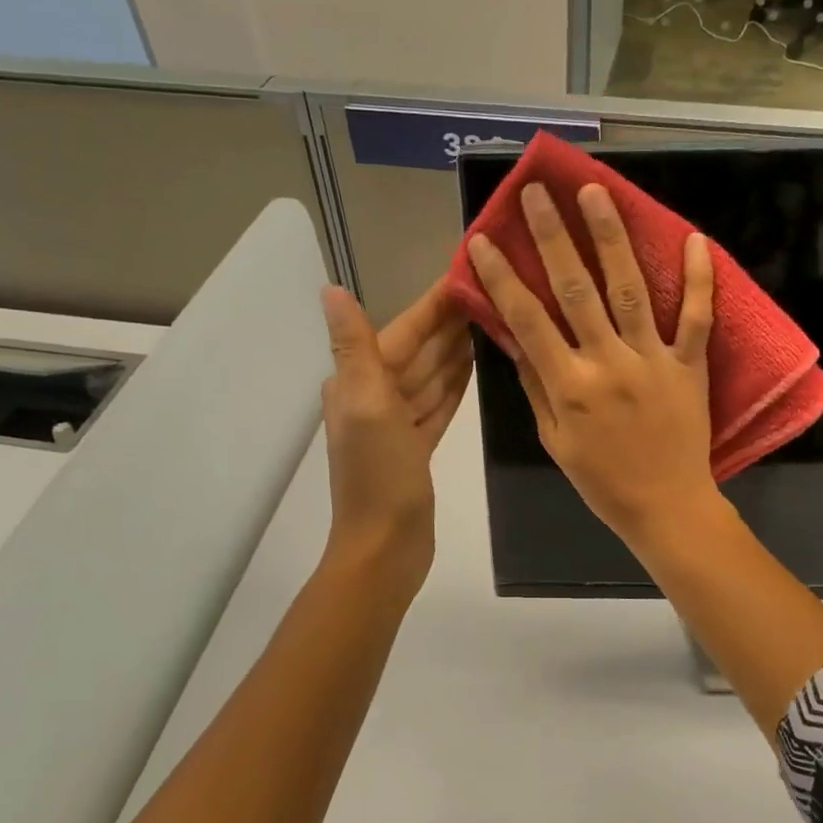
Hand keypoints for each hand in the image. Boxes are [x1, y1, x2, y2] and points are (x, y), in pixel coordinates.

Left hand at [320, 279, 471, 589]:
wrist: (386, 547)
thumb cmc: (379, 474)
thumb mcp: (366, 404)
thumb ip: (355, 347)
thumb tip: (331, 289)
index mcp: (359, 382)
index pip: (402, 331)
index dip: (432, 304)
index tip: (465, 275)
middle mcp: (374, 396)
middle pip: (417, 350)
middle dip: (448, 323)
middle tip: (491, 294)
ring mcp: (395, 423)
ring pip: (429, 374)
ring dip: (454, 349)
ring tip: (489, 322)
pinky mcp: (416, 446)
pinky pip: (436, 403)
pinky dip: (453, 384)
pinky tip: (473, 366)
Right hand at [467, 181, 718, 546]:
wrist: (665, 506)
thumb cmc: (602, 479)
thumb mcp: (554, 440)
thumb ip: (535, 386)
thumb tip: (514, 337)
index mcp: (568, 386)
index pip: (527, 320)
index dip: (503, 277)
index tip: (485, 239)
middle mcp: (607, 363)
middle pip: (576, 290)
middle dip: (553, 237)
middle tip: (538, 193)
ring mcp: (652, 360)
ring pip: (630, 290)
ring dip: (611, 238)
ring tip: (596, 193)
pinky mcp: (689, 365)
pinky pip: (697, 318)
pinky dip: (698, 279)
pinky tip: (693, 238)